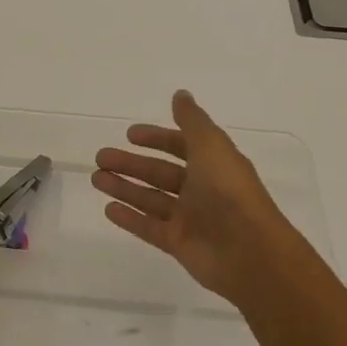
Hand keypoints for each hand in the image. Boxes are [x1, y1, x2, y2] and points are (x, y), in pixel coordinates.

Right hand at [92, 89, 314, 311]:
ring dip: (124, 188)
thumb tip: (180, 94)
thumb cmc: (229, 191)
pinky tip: (108, 208)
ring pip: (150, 199)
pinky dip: (129, 218)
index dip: (157, 138)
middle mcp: (201, 189)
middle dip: (131, 164)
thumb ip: (192, 120)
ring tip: (96, 179)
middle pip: (160, 173)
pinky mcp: (179, 244)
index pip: (181, 146)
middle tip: (100, 157)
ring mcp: (190, 218)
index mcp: (213, 163)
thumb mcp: (211, 146)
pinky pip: (149, 227)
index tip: (129, 135)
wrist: (249, 251)